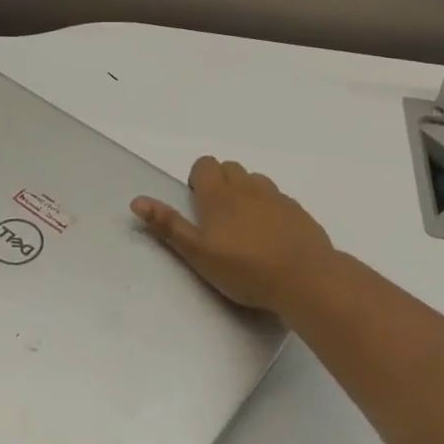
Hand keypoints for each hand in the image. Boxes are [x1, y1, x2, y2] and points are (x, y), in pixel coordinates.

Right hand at [132, 156, 335, 314]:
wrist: (306, 279)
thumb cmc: (244, 269)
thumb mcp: (197, 253)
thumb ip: (168, 226)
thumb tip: (137, 201)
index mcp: (219, 195)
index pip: (205, 164)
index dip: (198, 179)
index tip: (197, 205)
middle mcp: (248, 188)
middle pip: (230, 168)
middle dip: (220, 183)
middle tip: (217, 219)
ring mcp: (277, 198)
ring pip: (255, 181)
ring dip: (245, 193)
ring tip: (244, 227)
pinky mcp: (298, 212)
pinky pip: (278, 199)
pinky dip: (269, 208)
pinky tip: (270, 237)